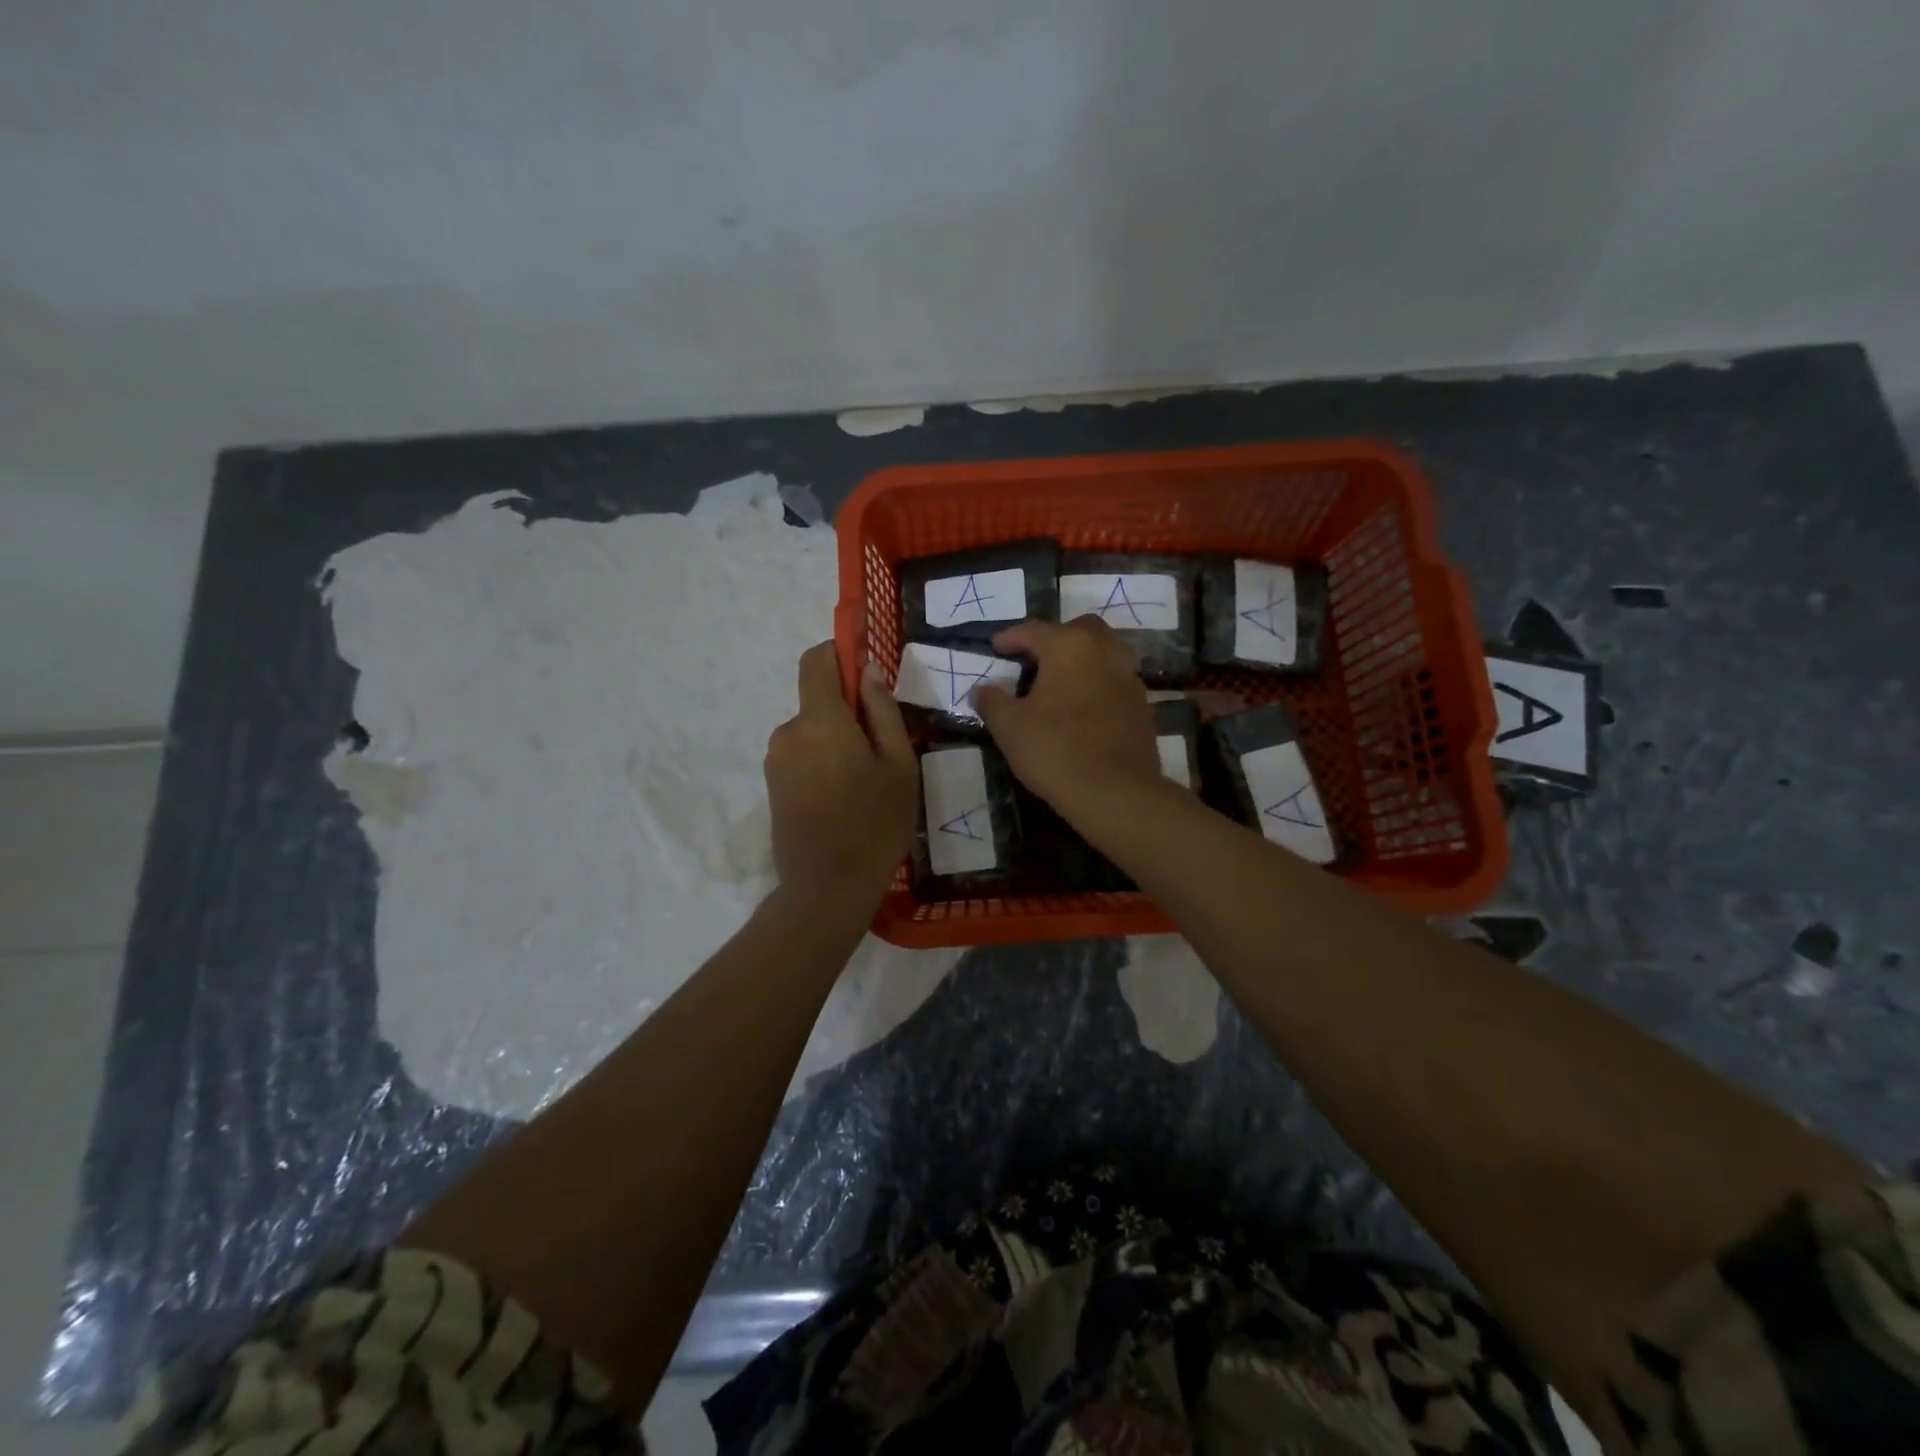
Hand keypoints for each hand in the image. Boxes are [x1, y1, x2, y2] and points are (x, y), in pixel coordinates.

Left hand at [765, 642, 917, 906]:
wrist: (827, 889)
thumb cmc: (875, 824)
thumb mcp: (898, 765)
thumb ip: (883, 711)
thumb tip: (869, 671)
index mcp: (820, 720)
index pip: (816, 660)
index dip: (839, 653)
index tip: (866, 669)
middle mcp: (789, 732)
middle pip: (818, 700)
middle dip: (848, 711)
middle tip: (883, 748)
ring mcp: (776, 761)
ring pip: (812, 731)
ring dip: (837, 740)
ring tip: (867, 781)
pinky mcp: (772, 786)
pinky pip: (802, 755)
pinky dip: (823, 762)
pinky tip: (845, 798)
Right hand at [974, 617, 1161, 814]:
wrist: (1114, 792)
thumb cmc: (1054, 750)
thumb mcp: (1009, 727)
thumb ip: (992, 701)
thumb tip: (981, 690)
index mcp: (1069, 647)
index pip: (1034, 630)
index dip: (1011, 637)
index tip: (996, 646)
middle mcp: (1104, 652)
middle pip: (1080, 629)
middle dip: (1055, 637)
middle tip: (1035, 657)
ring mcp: (1129, 677)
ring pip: (1105, 652)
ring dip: (1082, 657)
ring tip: (1061, 680)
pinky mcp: (1142, 705)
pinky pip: (1116, 680)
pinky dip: (1098, 682)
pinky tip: (1084, 705)